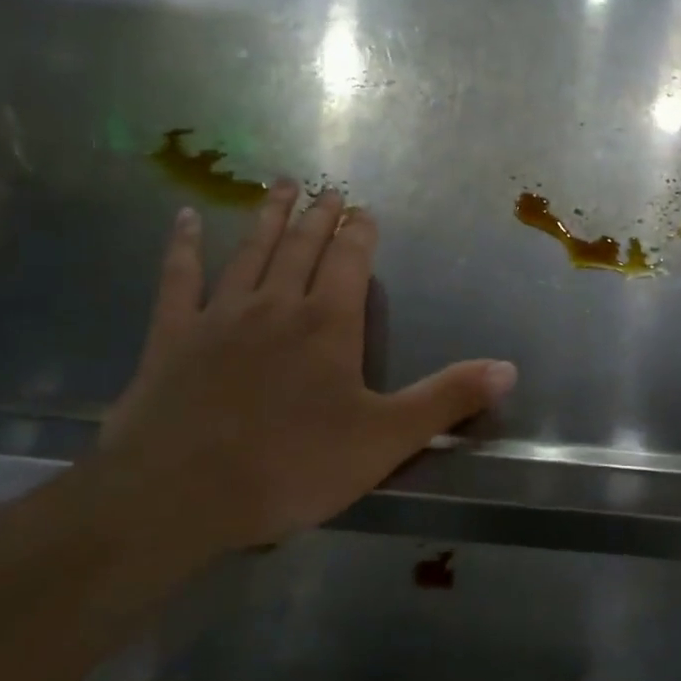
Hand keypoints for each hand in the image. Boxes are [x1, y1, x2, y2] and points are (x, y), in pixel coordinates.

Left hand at [95, 185, 516, 553]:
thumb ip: (447, 399)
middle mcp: (276, 306)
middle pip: (302, 247)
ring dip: (267, 218)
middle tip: (326, 189)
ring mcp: (219, 316)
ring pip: (249, 252)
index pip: (350, 262)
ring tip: (279, 185)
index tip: (364, 210)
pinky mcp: (171, 336)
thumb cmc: (291, 467)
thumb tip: (509, 368)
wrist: (179, 495)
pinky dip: (182, 247)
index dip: (360, 234)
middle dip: (318, 216)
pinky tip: (184, 219)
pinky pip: (178, 279)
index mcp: (328, 324)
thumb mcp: (386, 440)